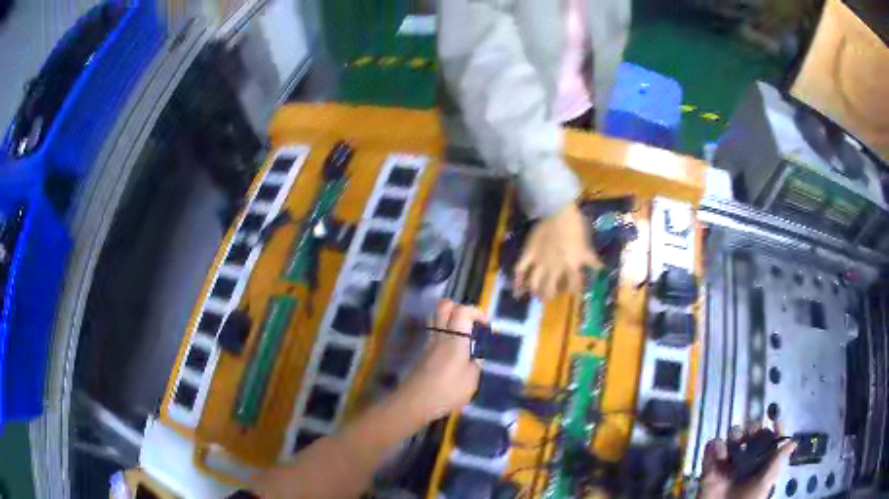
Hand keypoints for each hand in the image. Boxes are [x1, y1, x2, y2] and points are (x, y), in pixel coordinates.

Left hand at [398, 300, 483, 422]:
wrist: (413, 403)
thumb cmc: (446, 392)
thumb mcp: (470, 383)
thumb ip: (475, 366)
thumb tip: (475, 357)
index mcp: (455, 340)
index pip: (462, 311)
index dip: (476, 312)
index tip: (486, 324)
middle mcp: (440, 336)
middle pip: (444, 306)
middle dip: (459, 307)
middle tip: (471, 322)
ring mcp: (428, 343)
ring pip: (436, 318)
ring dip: (450, 320)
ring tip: (463, 335)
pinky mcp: (422, 353)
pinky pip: (434, 334)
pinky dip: (444, 334)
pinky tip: (453, 351)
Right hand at [514, 203, 601, 298]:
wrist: (557, 212)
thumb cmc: (575, 226)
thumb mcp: (586, 244)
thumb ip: (590, 258)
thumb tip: (600, 268)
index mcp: (571, 266)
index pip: (573, 285)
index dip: (572, 290)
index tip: (571, 292)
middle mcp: (555, 268)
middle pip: (551, 289)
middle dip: (550, 295)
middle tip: (549, 297)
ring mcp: (540, 262)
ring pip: (535, 282)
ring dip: (535, 290)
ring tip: (535, 294)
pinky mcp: (529, 253)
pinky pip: (521, 268)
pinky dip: (517, 277)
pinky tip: (516, 285)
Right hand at [700, 421, 796, 498]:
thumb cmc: (749, 498)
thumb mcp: (766, 480)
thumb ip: (778, 459)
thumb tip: (794, 440)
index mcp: (762, 460)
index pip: (770, 437)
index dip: (774, 428)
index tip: (776, 420)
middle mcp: (747, 458)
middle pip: (751, 432)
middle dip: (752, 428)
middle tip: (751, 433)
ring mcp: (728, 463)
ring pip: (732, 437)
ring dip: (733, 435)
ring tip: (734, 442)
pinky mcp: (711, 468)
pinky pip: (710, 449)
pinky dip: (713, 446)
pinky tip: (718, 451)